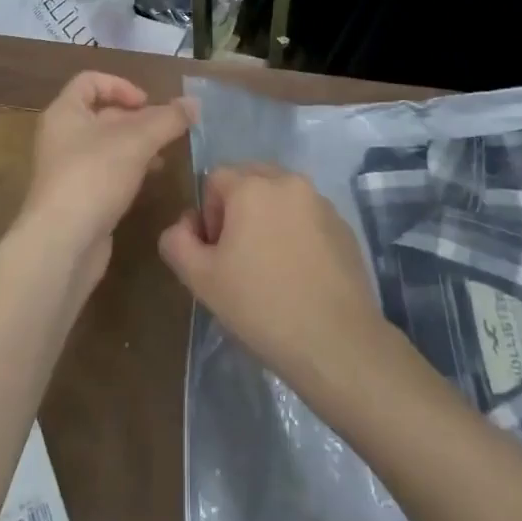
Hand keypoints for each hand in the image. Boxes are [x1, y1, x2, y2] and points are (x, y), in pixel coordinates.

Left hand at [20, 72, 194, 285]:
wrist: (62, 244)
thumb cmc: (94, 176)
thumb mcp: (137, 140)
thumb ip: (168, 119)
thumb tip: (194, 103)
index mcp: (65, 112)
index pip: (90, 81)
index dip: (121, 85)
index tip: (148, 103)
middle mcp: (61, 136)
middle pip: (102, 114)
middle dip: (136, 119)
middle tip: (166, 130)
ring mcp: (67, 170)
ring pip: (107, 146)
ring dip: (136, 146)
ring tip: (164, 156)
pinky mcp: (77, 199)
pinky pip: (105, 173)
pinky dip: (128, 170)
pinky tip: (149, 181)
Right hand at [158, 164, 386, 397]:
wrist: (336, 342)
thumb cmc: (261, 307)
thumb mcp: (201, 279)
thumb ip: (177, 242)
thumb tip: (184, 225)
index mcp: (252, 186)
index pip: (215, 178)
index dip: (209, 213)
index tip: (218, 252)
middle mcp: (288, 181)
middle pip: (251, 178)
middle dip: (238, 208)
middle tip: (240, 255)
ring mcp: (321, 201)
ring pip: (281, 195)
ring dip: (269, 217)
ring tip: (271, 265)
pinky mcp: (344, 225)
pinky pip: (308, 215)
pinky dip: (298, 231)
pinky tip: (300, 273)